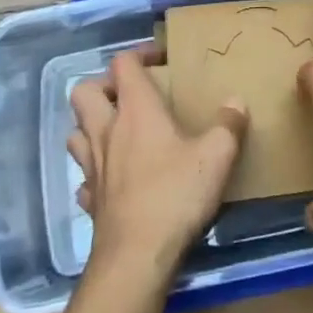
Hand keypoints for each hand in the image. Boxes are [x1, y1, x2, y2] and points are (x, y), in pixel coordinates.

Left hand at [69, 49, 248, 284]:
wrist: (135, 258)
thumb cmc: (175, 195)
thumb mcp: (216, 155)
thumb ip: (229, 125)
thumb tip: (236, 102)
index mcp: (135, 109)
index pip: (122, 64)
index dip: (138, 54)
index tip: (160, 60)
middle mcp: (106, 130)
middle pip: (85, 91)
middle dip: (103, 87)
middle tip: (129, 96)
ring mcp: (92, 166)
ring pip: (76, 132)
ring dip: (91, 126)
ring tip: (117, 132)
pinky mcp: (90, 200)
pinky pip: (84, 175)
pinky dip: (94, 171)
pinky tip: (114, 179)